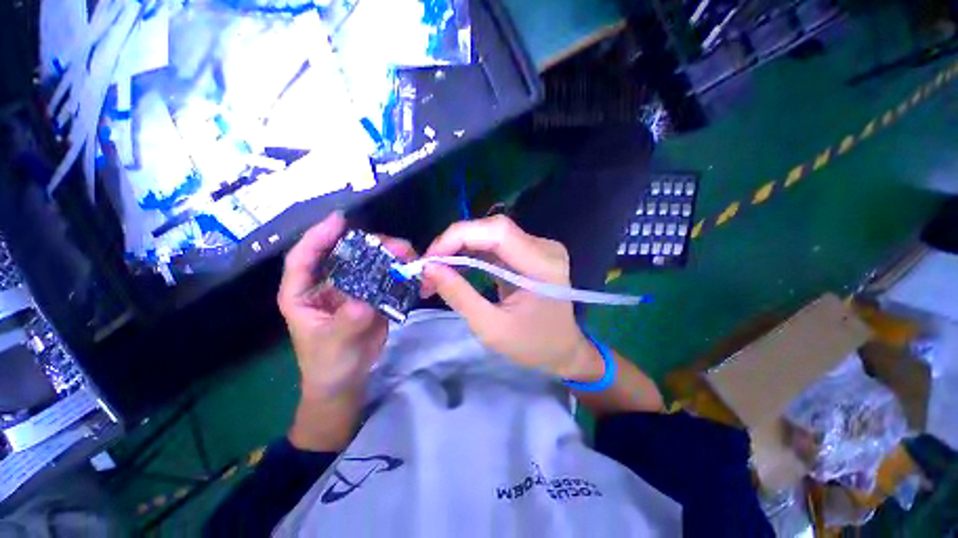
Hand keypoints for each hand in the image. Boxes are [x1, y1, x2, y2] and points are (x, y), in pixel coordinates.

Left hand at [278, 213, 416, 450]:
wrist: (348, 380)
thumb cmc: (328, 364)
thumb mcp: (332, 345)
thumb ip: (346, 323)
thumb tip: (364, 302)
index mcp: (303, 293)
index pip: (304, 258)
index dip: (318, 236)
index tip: (340, 219)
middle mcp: (328, 285)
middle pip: (346, 255)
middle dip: (369, 245)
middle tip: (394, 245)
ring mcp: (353, 290)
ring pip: (370, 265)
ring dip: (390, 257)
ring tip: (409, 255)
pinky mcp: (373, 297)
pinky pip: (386, 280)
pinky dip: (400, 274)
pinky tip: (414, 271)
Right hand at [422, 215, 602, 381]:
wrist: (563, 349)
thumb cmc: (533, 345)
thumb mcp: (491, 328)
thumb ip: (459, 296)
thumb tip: (429, 269)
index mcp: (542, 265)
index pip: (497, 231)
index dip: (459, 236)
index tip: (430, 258)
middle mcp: (544, 247)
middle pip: (492, 228)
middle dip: (455, 243)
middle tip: (429, 266)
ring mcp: (539, 247)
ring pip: (490, 234)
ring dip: (460, 248)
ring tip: (438, 269)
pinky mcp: (530, 252)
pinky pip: (495, 244)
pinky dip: (472, 253)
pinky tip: (457, 266)